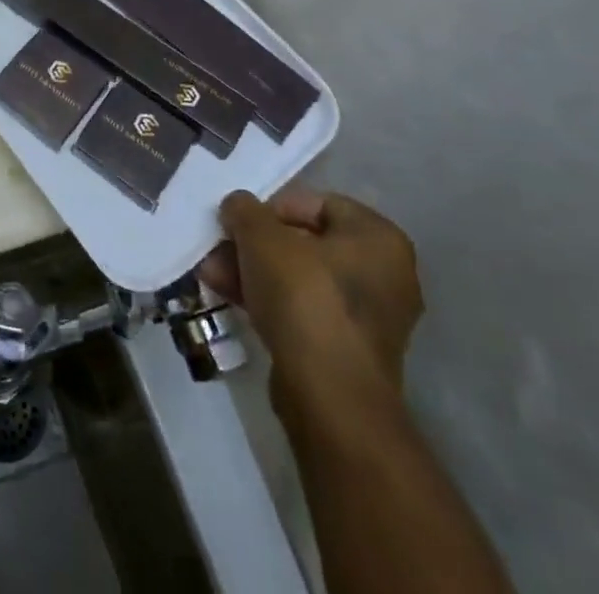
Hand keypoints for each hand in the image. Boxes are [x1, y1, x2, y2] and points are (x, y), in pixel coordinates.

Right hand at [199, 188, 423, 411]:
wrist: (328, 395)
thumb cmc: (304, 297)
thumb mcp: (261, 237)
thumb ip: (244, 210)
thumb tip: (237, 206)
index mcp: (378, 238)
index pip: (316, 203)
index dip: (271, 208)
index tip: (240, 222)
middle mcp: (385, 274)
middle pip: (304, 242)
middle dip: (254, 244)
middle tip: (219, 248)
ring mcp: (369, 317)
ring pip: (299, 277)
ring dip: (253, 271)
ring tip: (212, 274)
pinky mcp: (348, 350)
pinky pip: (303, 309)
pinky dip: (268, 300)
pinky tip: (229, 297)